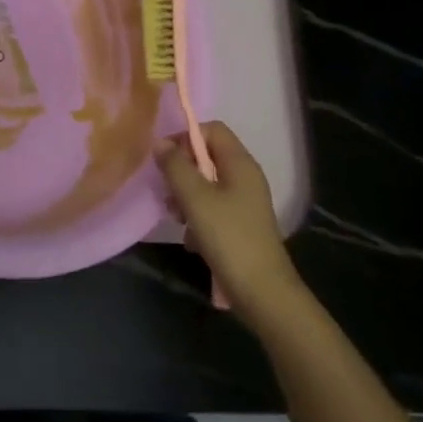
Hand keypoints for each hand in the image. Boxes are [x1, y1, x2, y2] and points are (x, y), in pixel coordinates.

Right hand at [157, 122, 301, 319]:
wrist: (262, 292)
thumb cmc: (229, 238)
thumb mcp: (195, 199)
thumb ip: (176, 167)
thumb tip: (160, 142)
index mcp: (240, 163)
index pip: (212, 129)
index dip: (186, 137)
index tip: (165, 159)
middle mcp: (246, 177)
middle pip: (208, 157)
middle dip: (182, 171)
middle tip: (167, 191)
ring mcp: (245, 202)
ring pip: (207, 184)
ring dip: (186, 196)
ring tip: (175, 217)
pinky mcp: (241, 225)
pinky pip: (213, 208)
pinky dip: (198, 217)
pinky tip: (191, 239)